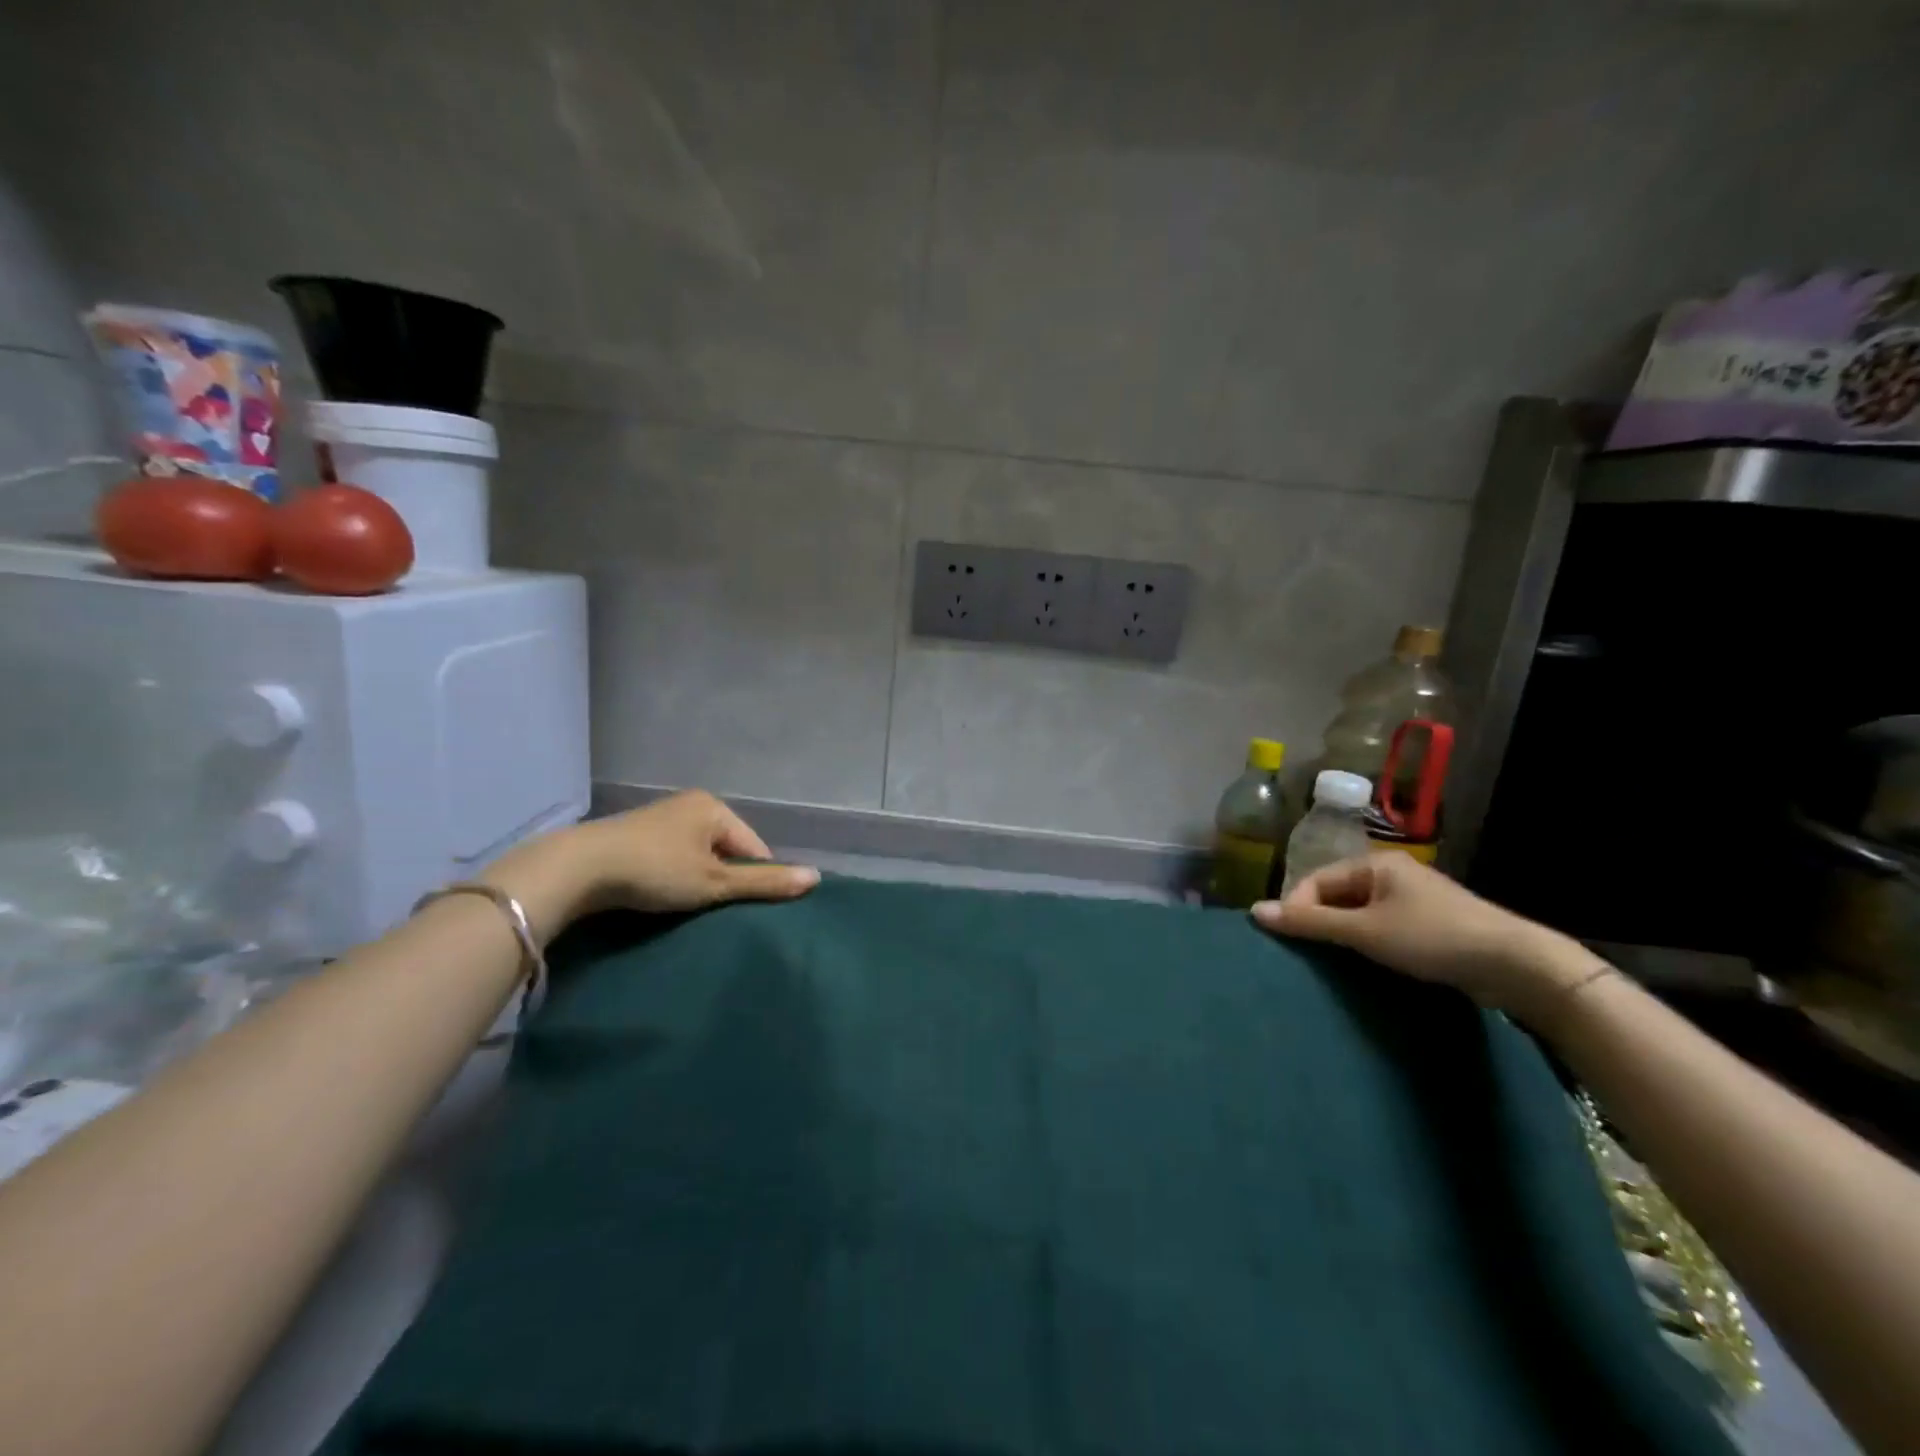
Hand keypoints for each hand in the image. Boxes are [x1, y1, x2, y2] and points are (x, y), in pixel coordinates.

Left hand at [485, 791, 819, 938]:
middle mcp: (689, 805)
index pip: (754, 847)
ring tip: (688, 908)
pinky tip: (661, 896)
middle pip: (726, 850)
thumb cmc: (656, 871)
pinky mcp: (633, 835)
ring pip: (697, 855)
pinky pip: (671, 857)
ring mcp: (659, 818)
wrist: (577, 868)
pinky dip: (673, 877)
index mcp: (714, 807)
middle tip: (714, 911)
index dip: (754, 880)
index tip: (741, 909)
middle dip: (724, 879)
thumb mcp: (715, 882)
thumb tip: (816, 878)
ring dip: (698, 880)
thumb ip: (764, 883)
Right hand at [1250, 855, 1596, 1019]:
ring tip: (1335, 963)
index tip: (1290, 942)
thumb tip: (1255, 911)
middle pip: (1336, 895)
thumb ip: (1310, 922)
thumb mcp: (1365, 931)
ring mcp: (1414, 899)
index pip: (1316, 880)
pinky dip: (1369, 943)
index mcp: (1375, 864)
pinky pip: (1383, 927)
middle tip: (1309, 956)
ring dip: (1344, 935)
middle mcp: (1392, 874)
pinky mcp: (1431, 925)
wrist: (1517, 965)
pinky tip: (1369, 965)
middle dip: (1319, 922)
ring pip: (1360, 913)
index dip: (1297, 908)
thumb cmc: (1433, 938)